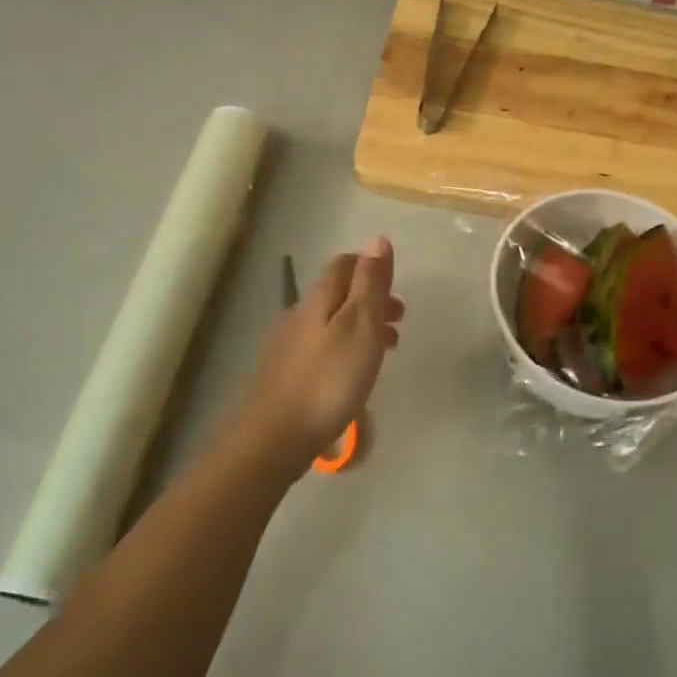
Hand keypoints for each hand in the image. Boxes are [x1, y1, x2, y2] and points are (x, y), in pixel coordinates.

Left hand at [238, 239, 402, 466]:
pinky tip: (352, 373)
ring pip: (330, 321)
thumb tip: (378, 240)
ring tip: (387, 348)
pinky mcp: (285, 374)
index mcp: (319, 298)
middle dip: (370, 298)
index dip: (370, 266)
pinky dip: (345, 347)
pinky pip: (321, 347)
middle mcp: (299, 314)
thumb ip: (370, 284)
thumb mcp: (360, 325)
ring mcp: (288, 345)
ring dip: (360, 325)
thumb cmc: (328, 379)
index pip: (344, 265)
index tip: (395, 283)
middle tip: (400, 319)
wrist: (275, 435)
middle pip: (337, 293)